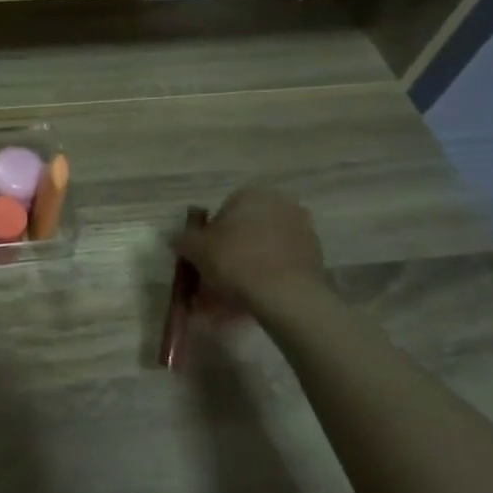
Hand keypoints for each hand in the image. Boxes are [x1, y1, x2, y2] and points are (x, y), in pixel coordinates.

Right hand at [172, 188, 327, 314]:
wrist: (285, 294)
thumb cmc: (235, 260)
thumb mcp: (195, 248)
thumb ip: (183, 239)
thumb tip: (176, 239)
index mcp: (251, 194)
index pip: (223, 212)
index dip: (210, 237)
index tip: (205, 259)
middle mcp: (280, 204)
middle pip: (246, 230)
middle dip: (231, 252)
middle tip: (218, 277)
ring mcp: (302, 229)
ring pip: (264, 248)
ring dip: (249, 265)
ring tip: (235, 296)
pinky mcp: (316, 255)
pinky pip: (281, 263)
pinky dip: (268, 276)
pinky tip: (256, 298)